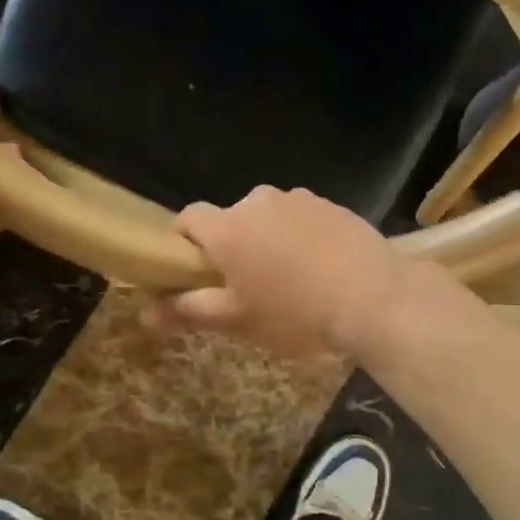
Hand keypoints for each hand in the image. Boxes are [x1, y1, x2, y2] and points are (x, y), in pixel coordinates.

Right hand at [145, 186, 414, 355]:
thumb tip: (145, 313)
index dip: (184, 241)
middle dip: (232, 245)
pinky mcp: (331, 205)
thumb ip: (188, 310)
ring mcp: (298, 199)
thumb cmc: (295, 313)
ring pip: (268, 217)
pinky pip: (301, 217)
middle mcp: (258, 202)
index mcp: (228, 227)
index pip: (188, 217)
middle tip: (249, 285)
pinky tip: (322, 267)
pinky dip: (301, 236)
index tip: (195, 270)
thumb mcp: (237, 320)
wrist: (374, 298)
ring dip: (269, 239)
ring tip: (292, 278)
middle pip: (231, 219)